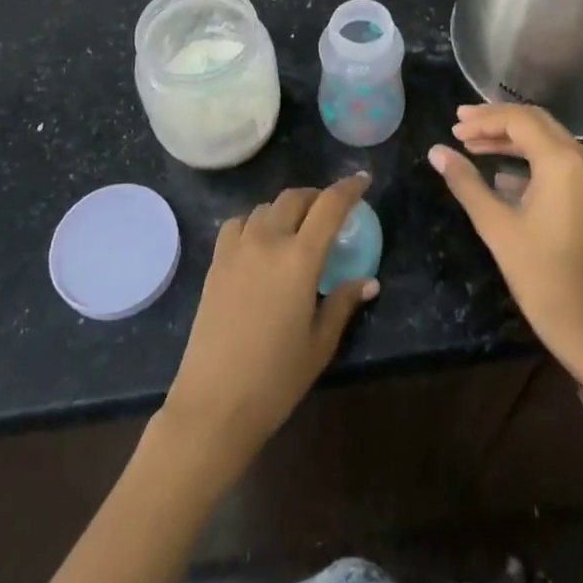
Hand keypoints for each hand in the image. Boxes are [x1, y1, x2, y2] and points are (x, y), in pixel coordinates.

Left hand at [159, 175, 377, 476]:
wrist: (214, 402)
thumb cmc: (276, 378)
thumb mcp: (320, 344)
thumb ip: (343, 303)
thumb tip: (368, 282)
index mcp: (300, 258)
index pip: (329, 206)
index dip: (349, 188)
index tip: (363, 180)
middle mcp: (268, 241)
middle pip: (294, 198)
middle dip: (316, 197)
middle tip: (331, 211)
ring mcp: (237, 248)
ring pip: (265, 208)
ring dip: (286, 209)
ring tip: (297, 228)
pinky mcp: (215, 261)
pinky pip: (238, 224)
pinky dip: (255, 222)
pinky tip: (260, 243)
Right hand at [430, 104, 582, 371]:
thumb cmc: (539, 274)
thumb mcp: (495, 224)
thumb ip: (465, 182)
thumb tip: (436, 152)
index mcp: (563, 163)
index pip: (519, 120)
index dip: (483, 120)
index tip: (454, 129)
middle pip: (538, 123)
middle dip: (497, 123)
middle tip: (461, 127)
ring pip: (551, 142)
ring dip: (513, 141)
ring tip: (475, 147)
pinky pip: (564, 163)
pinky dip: (533, 160)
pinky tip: (504, 177)